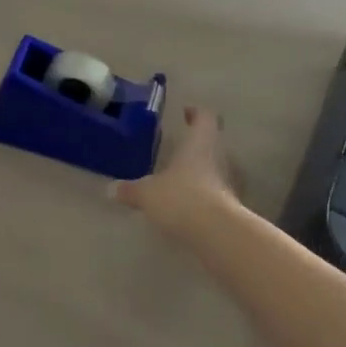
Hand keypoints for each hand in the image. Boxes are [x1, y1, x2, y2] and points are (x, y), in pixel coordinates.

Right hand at [112, 105, 242, 238]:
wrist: (218, 233)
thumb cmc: (182, 197)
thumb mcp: (147, 193)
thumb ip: (130, 190)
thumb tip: (110, 189)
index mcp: (199, 142)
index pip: (205, 117)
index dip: (197, 112)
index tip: (187, 113)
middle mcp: (220, 156)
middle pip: (214, 142)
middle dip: (198, 144)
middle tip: (180, 148)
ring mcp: (231, 182)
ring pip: (218, 167)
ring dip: (204, 171)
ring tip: (183, 179)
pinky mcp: (234, 206)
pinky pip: (220, 193)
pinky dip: (208, 195)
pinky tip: (191, 206)